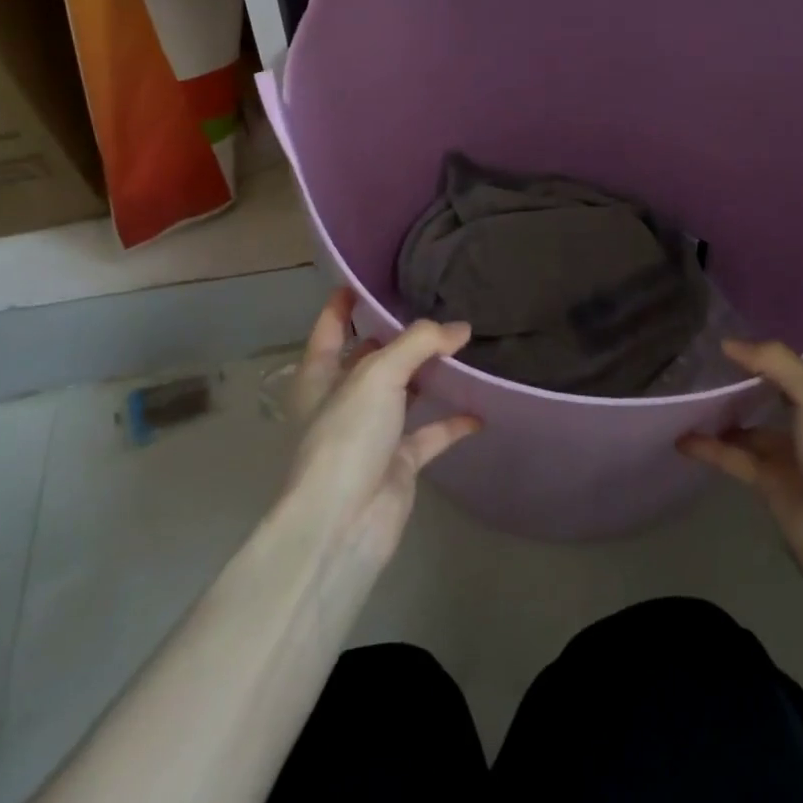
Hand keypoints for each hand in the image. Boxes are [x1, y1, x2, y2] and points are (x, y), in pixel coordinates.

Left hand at [283, 288, 480, 568]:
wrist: (343, 524)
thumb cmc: (347, 437)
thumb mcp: (378, 375)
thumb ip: (420, 343)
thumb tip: (461, 328)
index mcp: (321, 375)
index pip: (331, 327)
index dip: (345, 302)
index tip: (368, 278)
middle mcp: (344, 399)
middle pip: (374, 357)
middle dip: (400, 336)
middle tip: (438, 305)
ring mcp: (373, 432)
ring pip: (406, 393)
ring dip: (431, 374)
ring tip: (465, 346)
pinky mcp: (399, 462)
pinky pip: (432, 433)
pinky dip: (454, 421)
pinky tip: (481, 407)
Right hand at [680, 337, 802, 602]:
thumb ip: (776, 362)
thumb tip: (729, 344)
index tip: (793, 305)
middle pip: (787, 383)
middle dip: (760, 364)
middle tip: (720, 336)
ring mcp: (794, 452)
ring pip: (754, 420)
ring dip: (728, 406)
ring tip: (692, 380)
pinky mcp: (770, 481)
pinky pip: (733, 456)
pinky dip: (709, 446)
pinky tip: (681, 434)